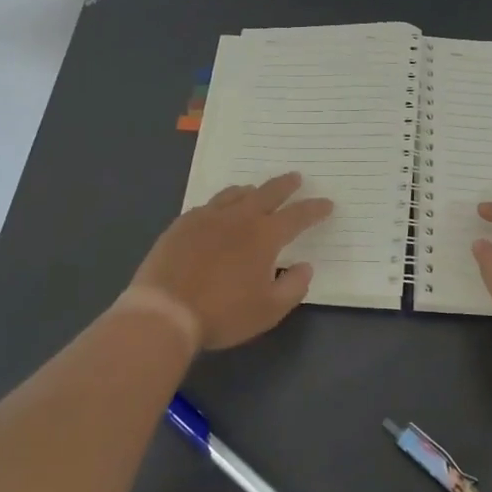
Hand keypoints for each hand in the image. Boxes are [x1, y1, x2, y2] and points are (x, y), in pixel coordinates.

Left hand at [129, 173, 333, 350]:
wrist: (164, 311)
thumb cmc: (222, 313)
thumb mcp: (268, 310)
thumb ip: (293, 286)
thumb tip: (305, 266)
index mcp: (264, 236)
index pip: (297, 216)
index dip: (314, 209)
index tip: (327, 204)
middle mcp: (239, 218)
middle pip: (268, 193)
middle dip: (286, 185)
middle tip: (296, 179)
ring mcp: (208, 217)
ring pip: (235, 194)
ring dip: (252, 191)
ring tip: (256, 191)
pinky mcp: (183, 223)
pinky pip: (209, 205)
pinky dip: (223, 203)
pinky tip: (219, 211)